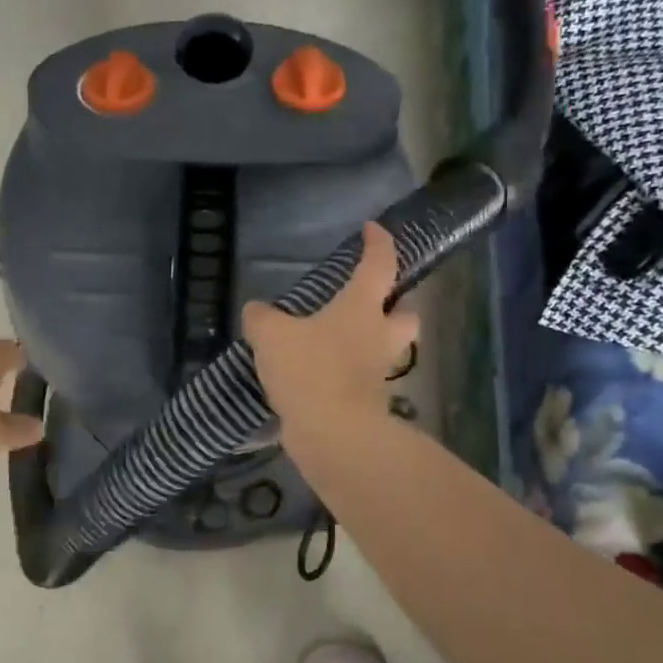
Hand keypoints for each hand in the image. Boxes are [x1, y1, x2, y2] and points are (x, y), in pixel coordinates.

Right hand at [241, 222, 418, 430]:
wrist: (332, 432)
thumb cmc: (309, 369)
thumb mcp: (271, 335)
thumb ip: (262, 318)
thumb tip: (256, 310)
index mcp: (361, 308)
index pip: (379, 265)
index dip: (378, 243)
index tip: (372, 229)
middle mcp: (378, 336)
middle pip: (406, 314)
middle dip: (396, 305)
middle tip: (371, 303)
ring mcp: (377, 372)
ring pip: (386, 349)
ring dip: (371, 342)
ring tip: (336, 342)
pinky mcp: (369, 402)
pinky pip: (363, 379)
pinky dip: (348, 374)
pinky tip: (320, 376)